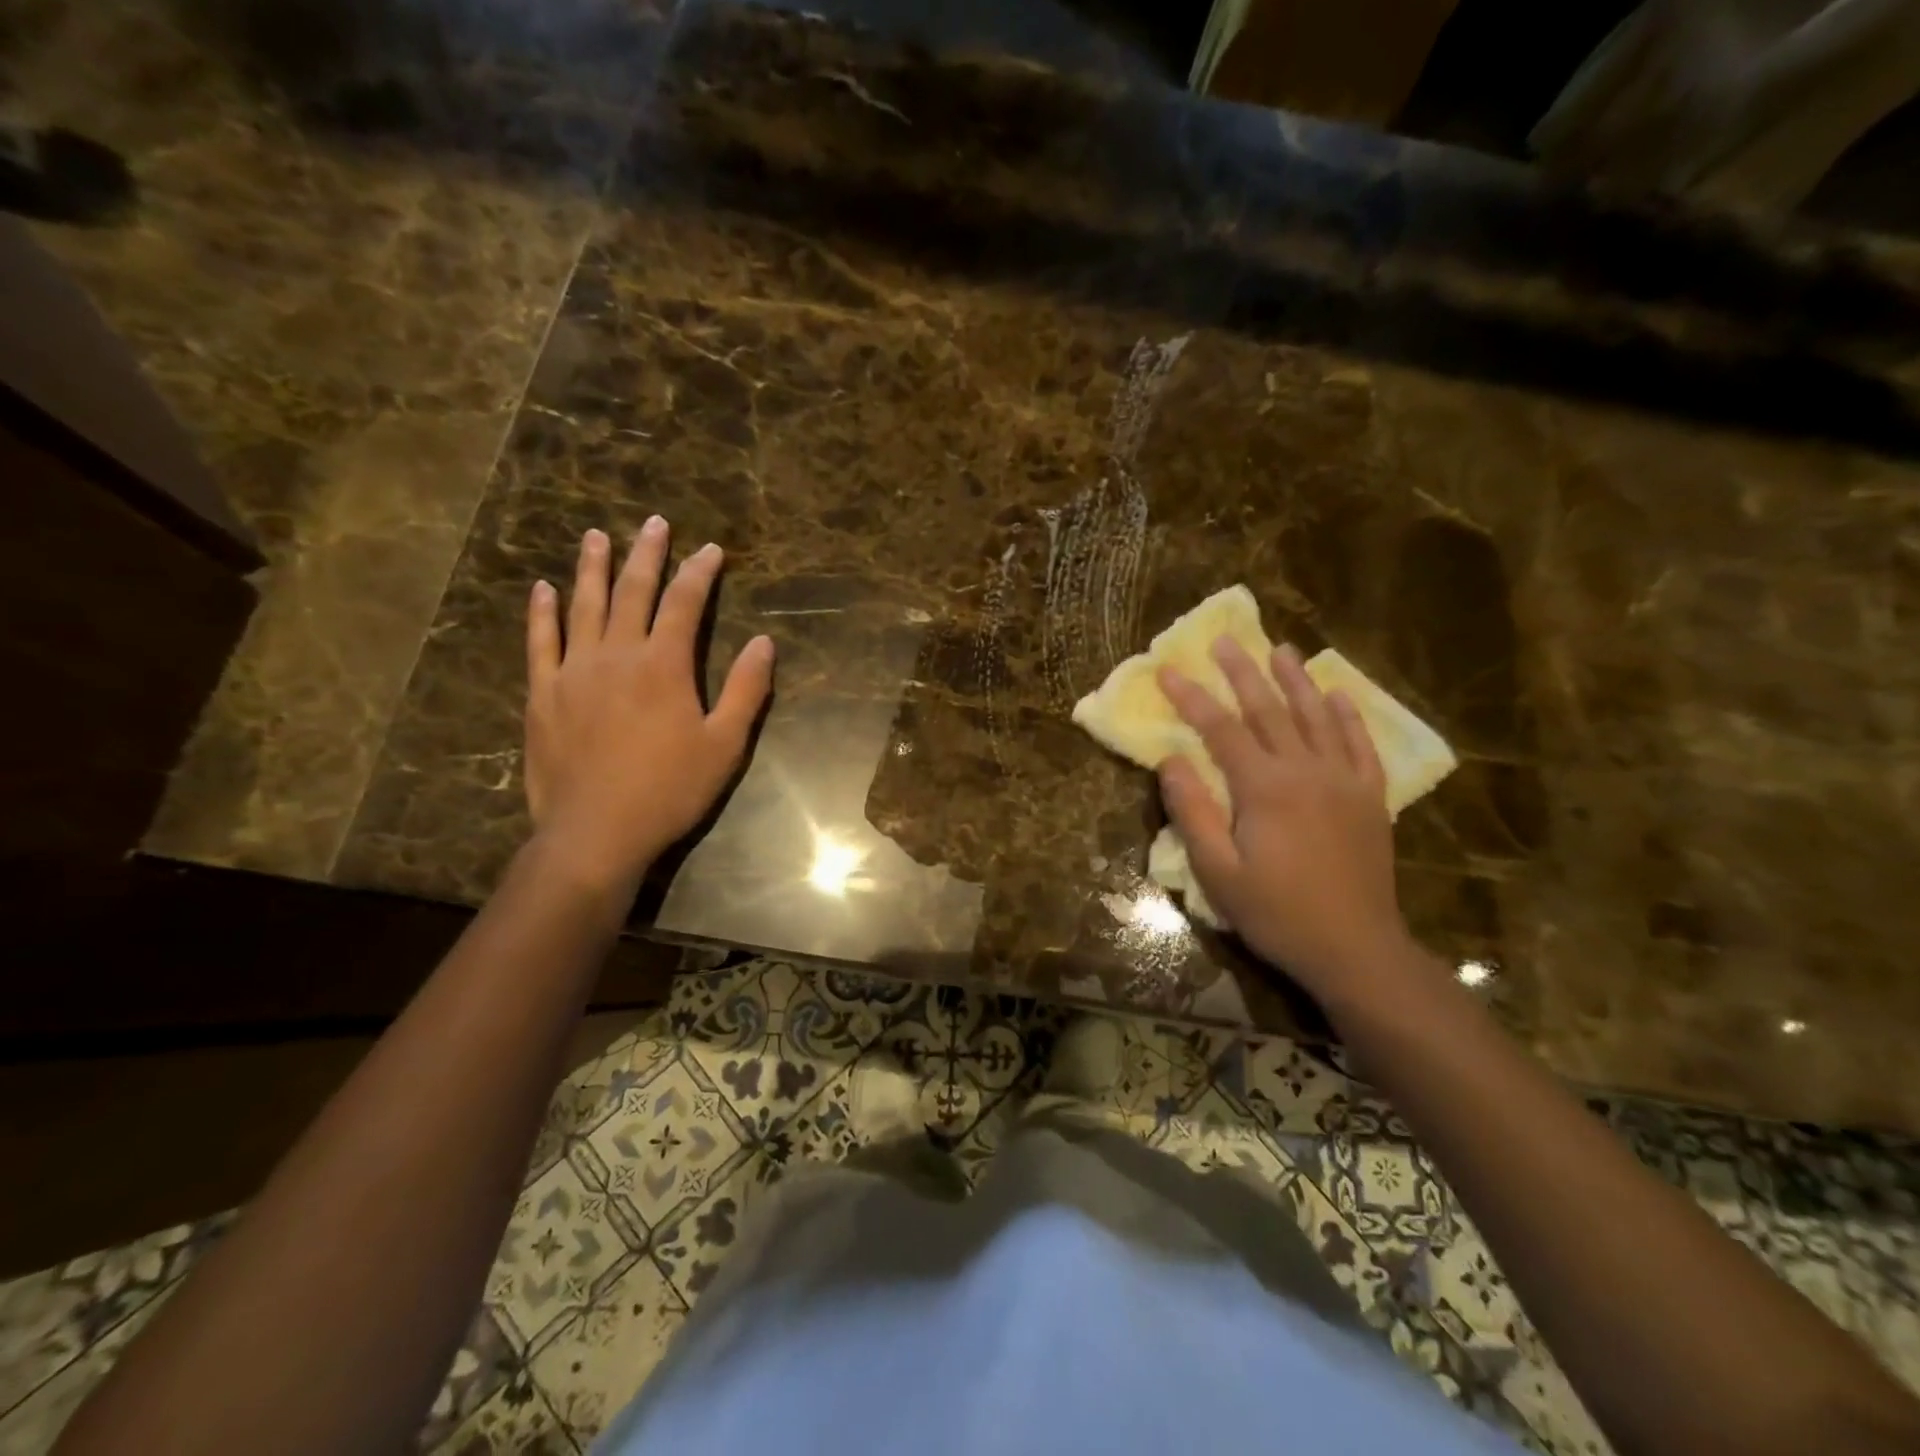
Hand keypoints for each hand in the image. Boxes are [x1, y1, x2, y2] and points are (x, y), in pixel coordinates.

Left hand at [524, 520, 772, 894]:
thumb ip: (745, 690)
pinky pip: (540, 642)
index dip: (699, 572)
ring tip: (596, 537)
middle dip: (646, 554)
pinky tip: (542, 589)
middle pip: (632, 591)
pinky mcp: (543, 694)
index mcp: (664, 665)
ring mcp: (574, 671)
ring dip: (592, 568)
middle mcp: (617, 654)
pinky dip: (542, 612)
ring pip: (583, 606)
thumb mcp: (725, 745)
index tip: (710, 549)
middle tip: (654, 524)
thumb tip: (765, 642)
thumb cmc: (670, 790)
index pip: (684, 603)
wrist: (597, 832)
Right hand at [1157, 640, 1416, 1003]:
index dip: (1192, 698)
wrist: (1355, 948)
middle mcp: (1306, 771)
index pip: (1220, 729)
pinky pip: (1360, 744)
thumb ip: (1192, 812)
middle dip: (1242, 673)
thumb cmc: (1276, 913)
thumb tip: (1171, 760)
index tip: (1168, 670)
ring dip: (1295, 680)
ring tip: (1279, 649)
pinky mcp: (1370, 797)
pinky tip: (1337, 694)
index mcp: (1264, 788)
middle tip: (1224, 640)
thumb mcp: (1217, 872)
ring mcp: (1344, 780)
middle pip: (1269, 709)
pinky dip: (1347, 715)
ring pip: (1316, 716)